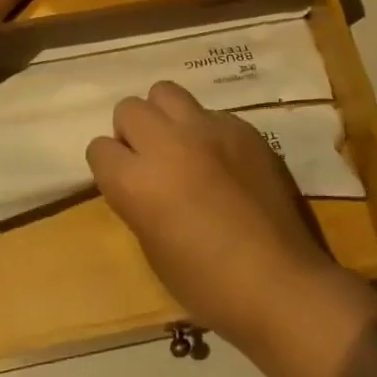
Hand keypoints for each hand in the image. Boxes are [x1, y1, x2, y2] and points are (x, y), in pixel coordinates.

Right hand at [88, 81, 344, 346]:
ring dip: (165, 117)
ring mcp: (208, 129)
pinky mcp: (242, 127)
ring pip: (166, 92)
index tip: (124, 182)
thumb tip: (142, 180)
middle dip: (133, 132)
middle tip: (151, 160)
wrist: (278, 282)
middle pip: (130, 109)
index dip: (110, 167)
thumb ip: (138, 200)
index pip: (99, 149)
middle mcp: (167, 144)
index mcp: (137, 181)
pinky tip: (224, 160)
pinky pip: (210, 113)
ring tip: (182, 146)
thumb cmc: (207, 284)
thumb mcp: (153, 247)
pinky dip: (206, 130)